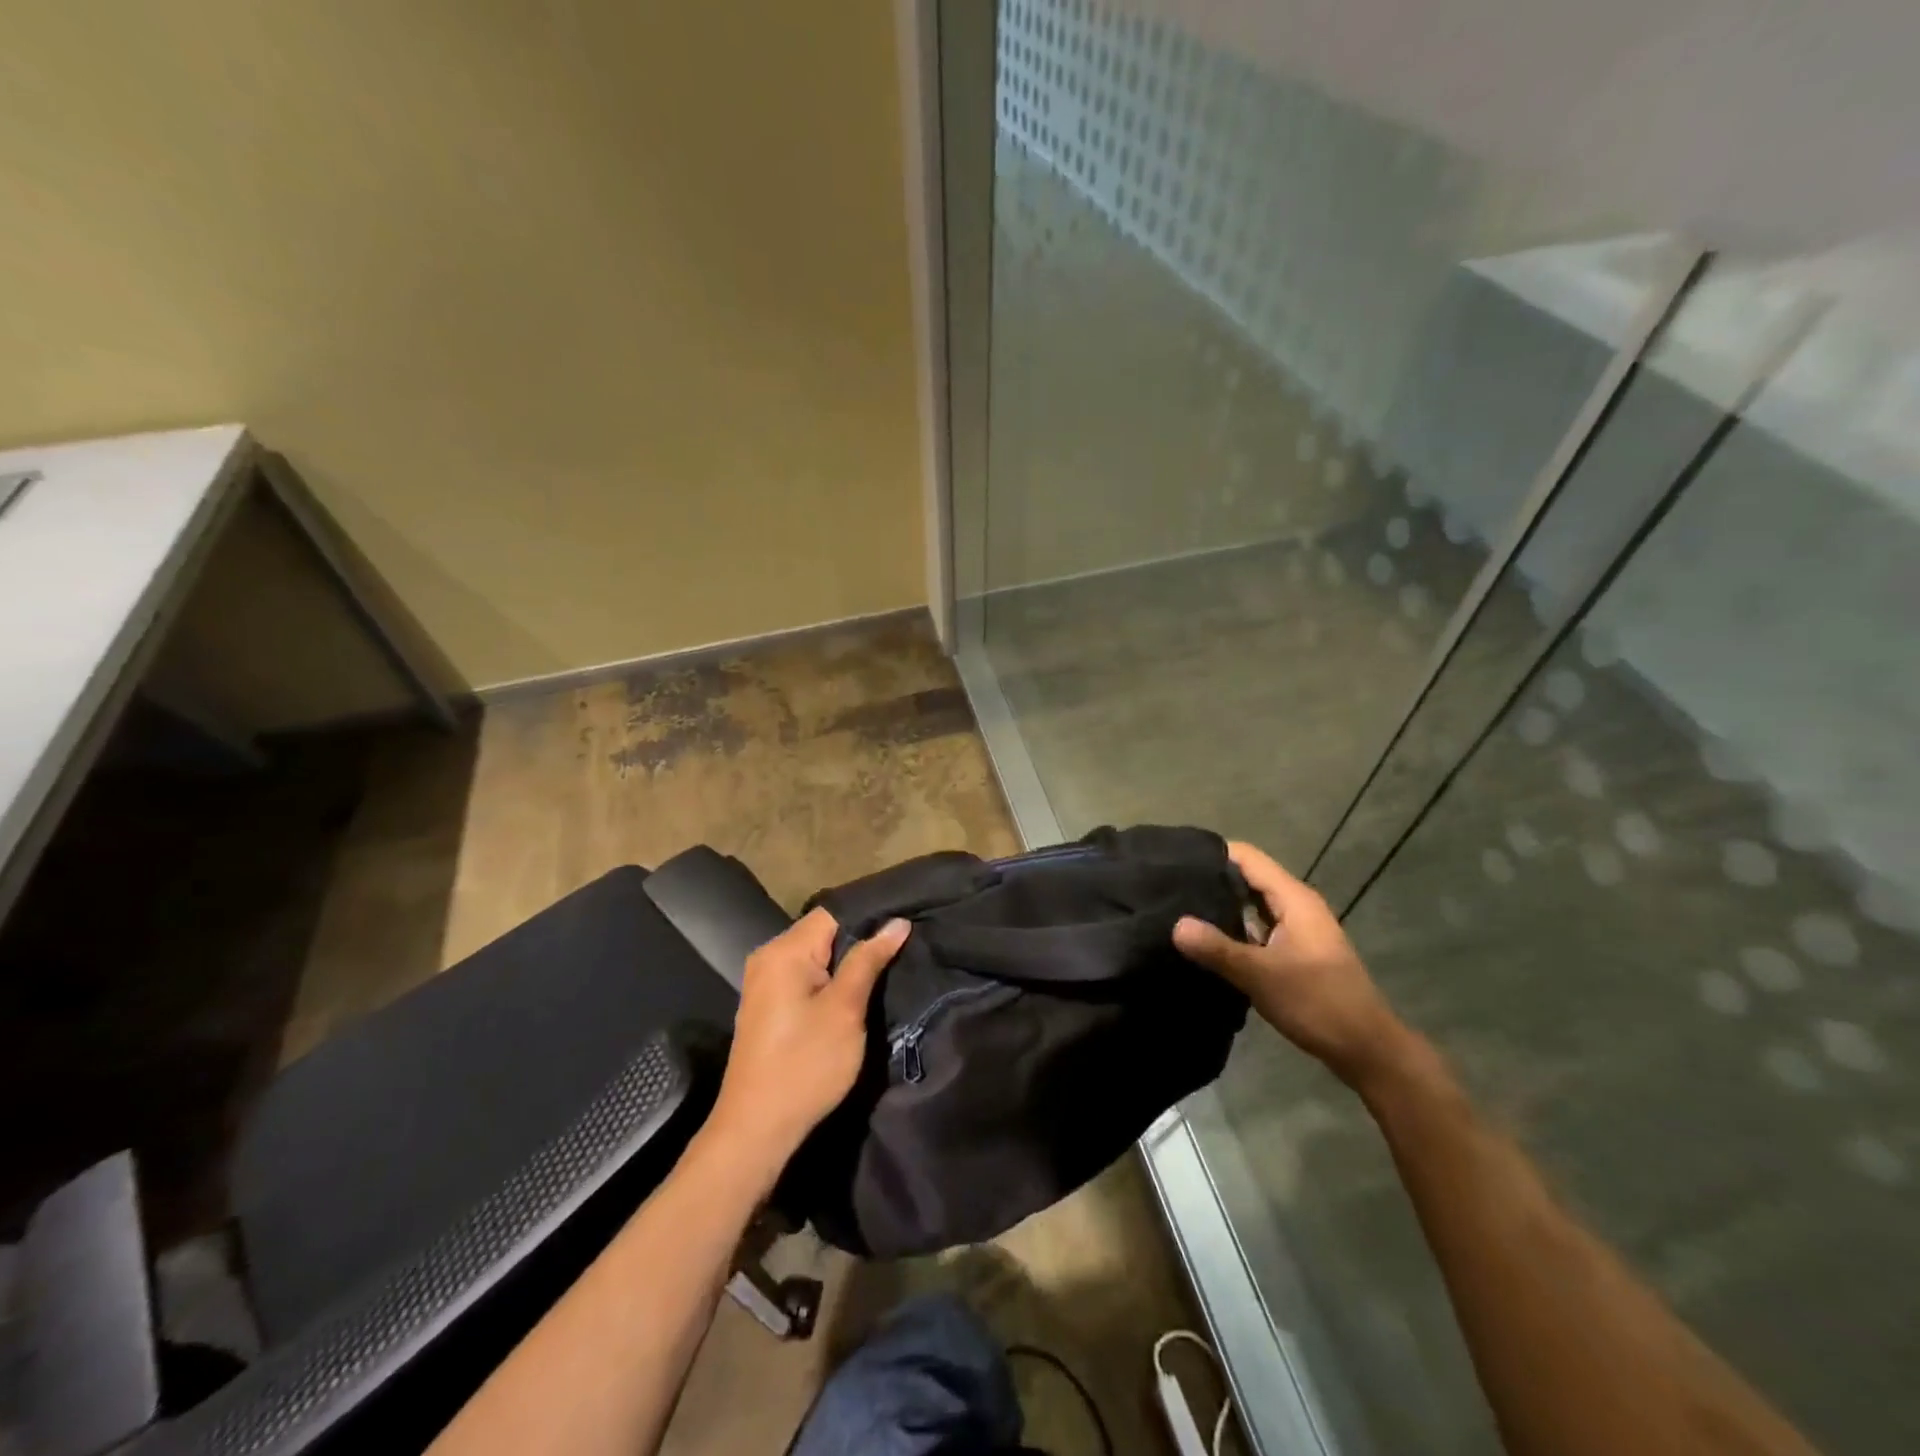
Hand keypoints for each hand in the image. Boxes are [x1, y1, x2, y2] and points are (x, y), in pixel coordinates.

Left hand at [708, 907, 908, 1172]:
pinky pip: (805, 976)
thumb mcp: (845, 1010)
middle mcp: (769, 956)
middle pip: (824, 932)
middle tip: (903, 950)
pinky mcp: (768, 1005)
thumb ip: (868, 960)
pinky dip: (830, 981)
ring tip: (887, 969)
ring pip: (817, 956)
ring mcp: (765, 982)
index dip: (870, 917)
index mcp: (784, 950)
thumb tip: (897, 923)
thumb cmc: (805, 1064)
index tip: (905, 927)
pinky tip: (855, 993)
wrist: (756, 1130)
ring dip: (847, 964)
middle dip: (861, 941)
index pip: (834, 913)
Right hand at [1174, 842, 1410, 1091]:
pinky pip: (1258, 928)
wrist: (1367, 1050)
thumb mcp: (1260, 975)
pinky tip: (1207, 943)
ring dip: (1221, 907)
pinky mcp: (1295, 952)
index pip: (1247, 857)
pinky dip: (1234, 930)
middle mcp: (1296, 906)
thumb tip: (1175, 925)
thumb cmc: (1317, 1003)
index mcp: (1293, 899)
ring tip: (1179, 911)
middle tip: (1170, 887)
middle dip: (1211, 880)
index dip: (1213, 854)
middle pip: (1248, 878)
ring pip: (1252, 905)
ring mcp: (1298, 930)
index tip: (1175, 861)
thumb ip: (1217, 948)